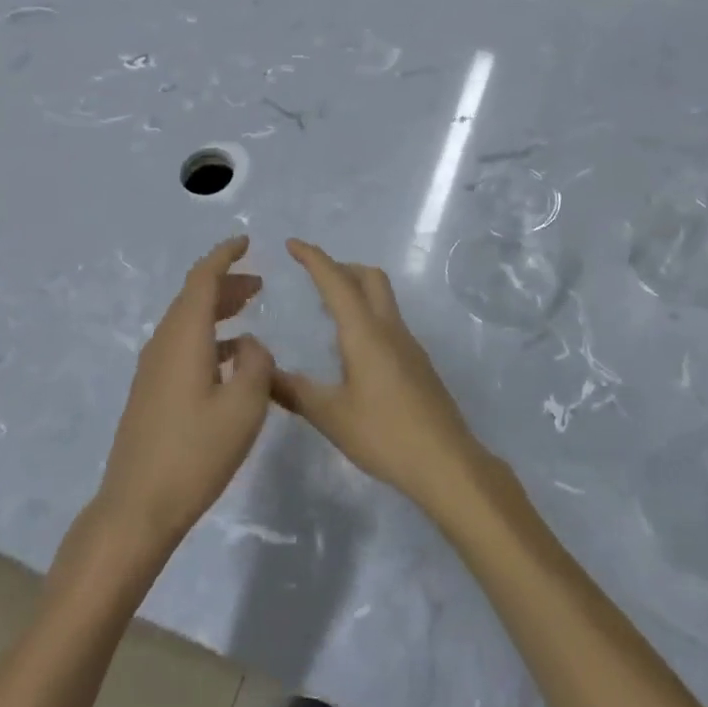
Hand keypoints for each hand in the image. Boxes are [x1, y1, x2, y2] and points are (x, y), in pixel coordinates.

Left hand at [94, 237, 274, 561]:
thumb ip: (257, 364)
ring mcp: (153, 369)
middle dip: (226, 283)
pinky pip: (182, 346)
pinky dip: (209, 337)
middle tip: (259, 283)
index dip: (225, 256)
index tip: (246, 241)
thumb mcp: (245, 406)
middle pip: (194, 298)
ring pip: (188, 322)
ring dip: (218, 311)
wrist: (137, 507)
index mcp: (184, 337)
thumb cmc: (196, 453)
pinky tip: (232, 358)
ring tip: (250, 312)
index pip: (203, 279)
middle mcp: (163, 344)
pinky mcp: (151, 392)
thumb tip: (251, 343)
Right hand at [272, 239, 489, 511]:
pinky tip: (354, 348)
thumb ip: (294, 391)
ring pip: (383, 298)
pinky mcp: (418, 363)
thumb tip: (262, 371)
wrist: (445, 462)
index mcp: (364, 332)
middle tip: (313, 276)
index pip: (336, 281)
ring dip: (356, 290)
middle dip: (341, 267)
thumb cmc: (384, 434)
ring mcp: (409, 344)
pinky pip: (389, 321)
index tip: (292, 243)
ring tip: (328, 310)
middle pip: (369, 277)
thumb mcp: (330, 415)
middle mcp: (389, 328)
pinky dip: (367, 315)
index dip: (313, 258)